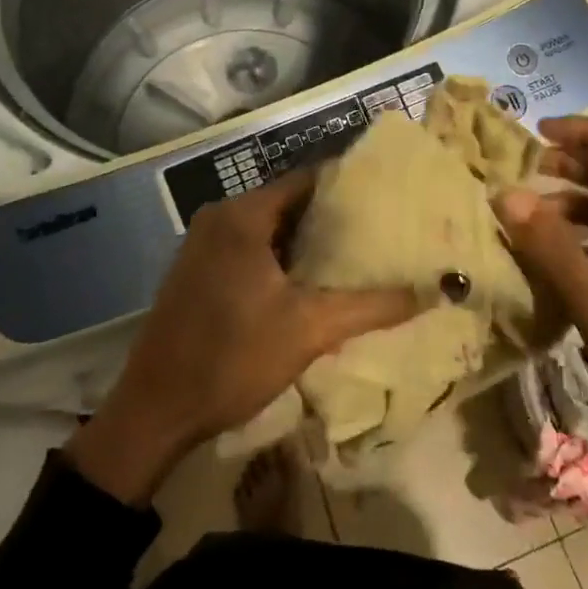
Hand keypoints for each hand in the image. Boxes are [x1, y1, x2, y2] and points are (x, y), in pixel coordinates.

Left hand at [68, 170, 416, 503]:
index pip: (307, 180)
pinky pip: (247, 247)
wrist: (156, 409)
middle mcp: (220, 217)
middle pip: (288, 202)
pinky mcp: (196, 269)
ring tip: (355, 254)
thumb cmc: (233, 358)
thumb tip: (432, 291)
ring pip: (268, 228)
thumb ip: (372, 306)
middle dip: (331, 217)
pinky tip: (310, 281)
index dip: (348, 186)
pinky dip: (279, 257)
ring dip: (305, 241)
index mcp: (243, 215)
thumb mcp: (310, 330)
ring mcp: (203, 243)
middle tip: (380, 230)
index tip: (387, 198)